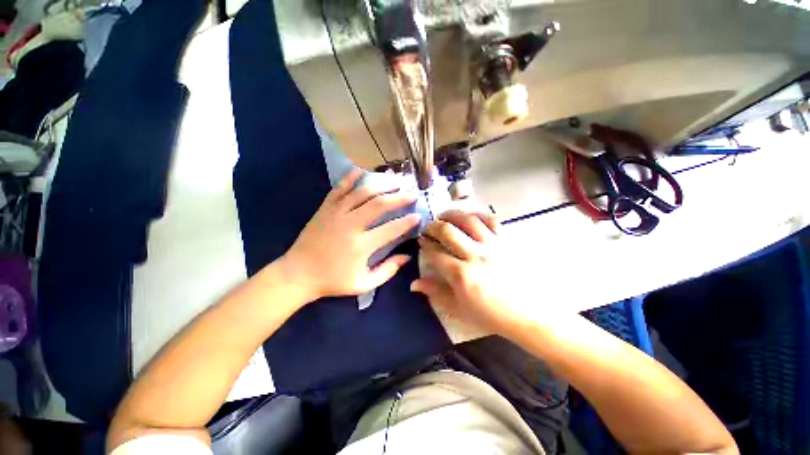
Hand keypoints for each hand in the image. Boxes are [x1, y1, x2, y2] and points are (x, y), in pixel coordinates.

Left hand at [281, 169, 420, 301]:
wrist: (298, 274)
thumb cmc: (333, 281)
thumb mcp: (363, 284)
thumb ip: (387, 271)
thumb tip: (406, 257)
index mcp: (361, 246)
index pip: (391, 229)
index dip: (407, 222)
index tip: (418, 216)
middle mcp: (350, 225)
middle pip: (379, 205)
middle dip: (399, 197)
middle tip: (412, 193)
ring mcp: (336, 213)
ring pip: (362, 193)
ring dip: (381, 185)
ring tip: (395, 181)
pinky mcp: (325, 208)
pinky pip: (339, 188)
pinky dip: (351, 178)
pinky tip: (362, 170)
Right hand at [411, 210, 522, 335]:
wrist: (530, 315)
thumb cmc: (492, 315)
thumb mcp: (460, 308)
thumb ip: (436, 292)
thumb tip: (413, 283)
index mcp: (461, 275)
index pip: (435, 252)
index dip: (425, 244)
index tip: (421, 240)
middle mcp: (475, 255)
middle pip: (447, 231)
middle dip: (433, 226)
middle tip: (429, 228)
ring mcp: (493, 246)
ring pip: (468, 220)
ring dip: (452, 215)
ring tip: (444, 216)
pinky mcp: (508, 241)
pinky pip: (492, 220)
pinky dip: (478, 215)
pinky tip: (470, 217)